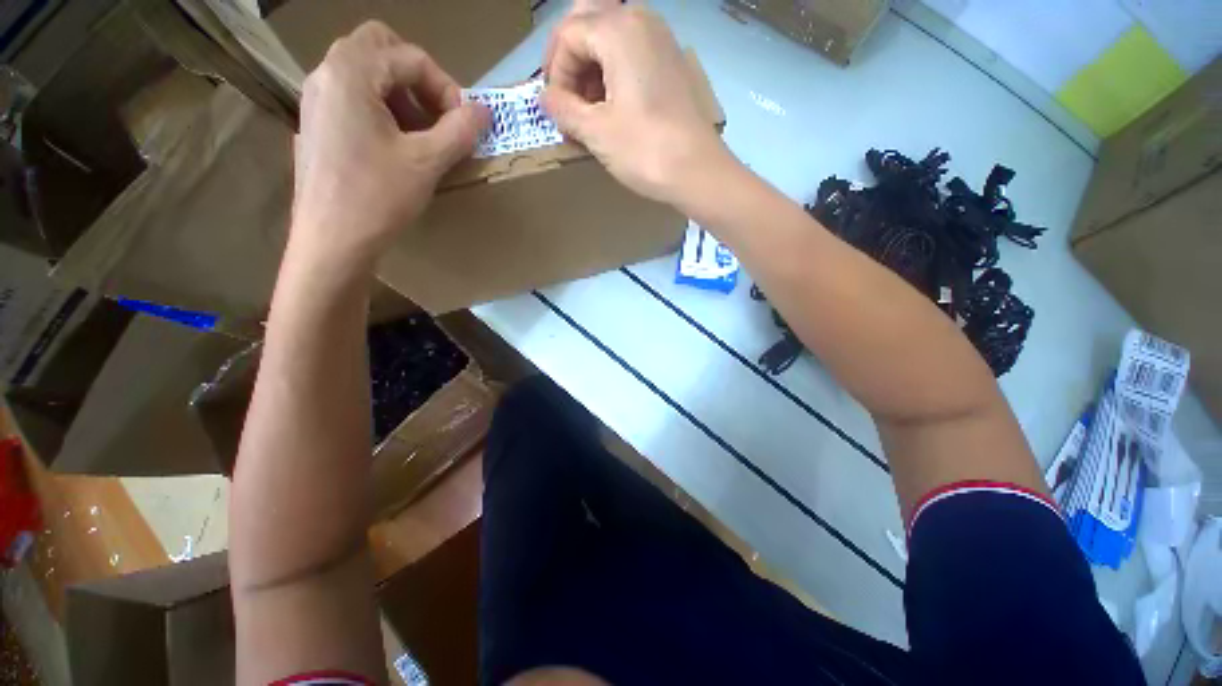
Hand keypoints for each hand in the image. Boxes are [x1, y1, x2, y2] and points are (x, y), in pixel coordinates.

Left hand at [291, 22, 488, 269]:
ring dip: (401, 94)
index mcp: (351, 72)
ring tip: (422, 136)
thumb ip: (460, 130)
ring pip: (365, 72)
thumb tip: (485, 111)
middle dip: (417, 77)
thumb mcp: (427, 162)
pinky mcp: (317, 124)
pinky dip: (381, 109)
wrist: (331, 241)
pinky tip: (397, 147)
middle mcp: (327, 74)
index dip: (446, 86)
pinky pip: (353, 97)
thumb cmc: (378, 197)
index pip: (409, 56)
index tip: (465, 123)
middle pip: (379, 48)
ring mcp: (317, 99)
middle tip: (439, 115)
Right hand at [542, 3, 732, 206]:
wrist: (698, 171)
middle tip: (565, 95)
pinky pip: (632, 50)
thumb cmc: (645, 151)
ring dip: (590, 64)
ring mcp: (661, 39)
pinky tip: (611, 104)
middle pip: (588, 20)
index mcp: (618, 29)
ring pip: (611, 33)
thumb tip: (545, 98)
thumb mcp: (596, 132)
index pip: (568, 35)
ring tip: (587, 106)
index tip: (556, 109)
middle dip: (569, 57)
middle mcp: (641, 19)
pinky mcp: (671, 62)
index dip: (554, 72)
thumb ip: (563, 109)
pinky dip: (613, 69)